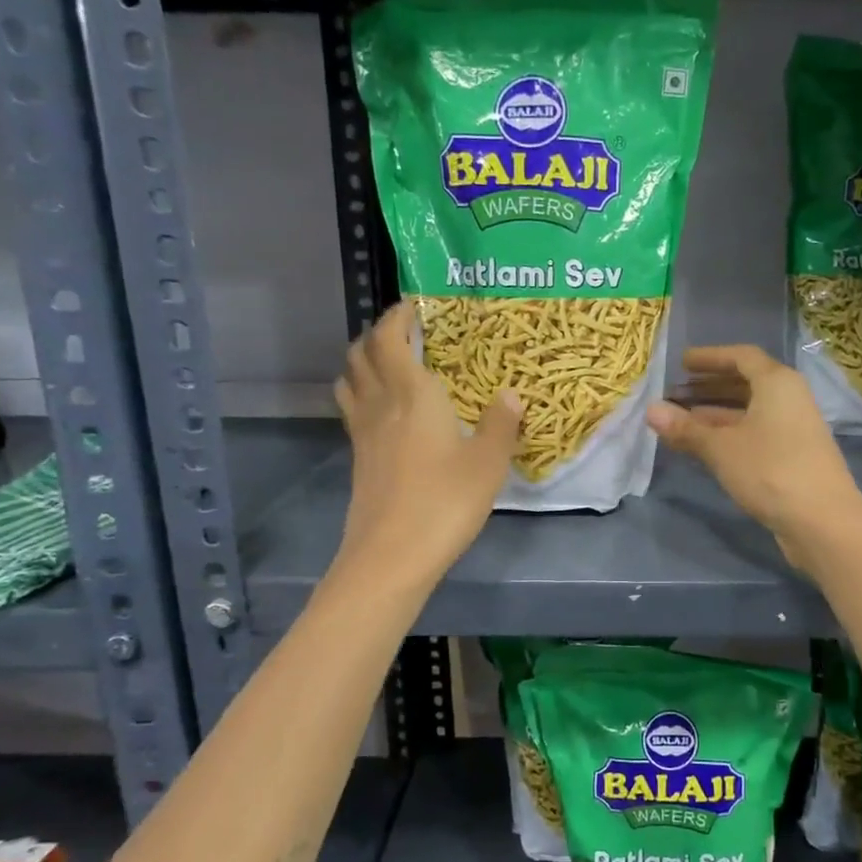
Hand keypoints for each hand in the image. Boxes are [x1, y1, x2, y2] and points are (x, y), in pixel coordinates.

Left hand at [333, 302, 520, 586]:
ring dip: (363, 362)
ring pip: (350, 381)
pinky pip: (353, 411)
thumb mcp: (488, 463)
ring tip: (389, 364)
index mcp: (413, 395)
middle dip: (378, 334)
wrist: (391, 556)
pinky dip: (363, 395)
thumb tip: (511, 393)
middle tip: (405, 332)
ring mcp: (363, 434)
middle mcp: (381, 405)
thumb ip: (501, 424)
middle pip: (361, 354)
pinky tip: (386, 413)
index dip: (398, 316)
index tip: (415, 305)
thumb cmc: (445, 502)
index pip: (391, 339)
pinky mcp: (358, 460)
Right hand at [645, 345, 861, 573]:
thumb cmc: (771, 470)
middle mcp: (790, 398)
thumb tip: (650, 410)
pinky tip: (706, 447)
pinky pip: (756, 432)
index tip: (682, 363)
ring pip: (750, 411)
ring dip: (716, 413)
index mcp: (777, 383)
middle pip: (746, 383)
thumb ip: (686, 428)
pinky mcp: (794, 456)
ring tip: (681, 420)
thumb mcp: (721, 448)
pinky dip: (730, 433)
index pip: (741, 356)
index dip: (710, 357)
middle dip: (709, 386)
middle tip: (675, 392)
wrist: (823, 521)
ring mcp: (794, 428)